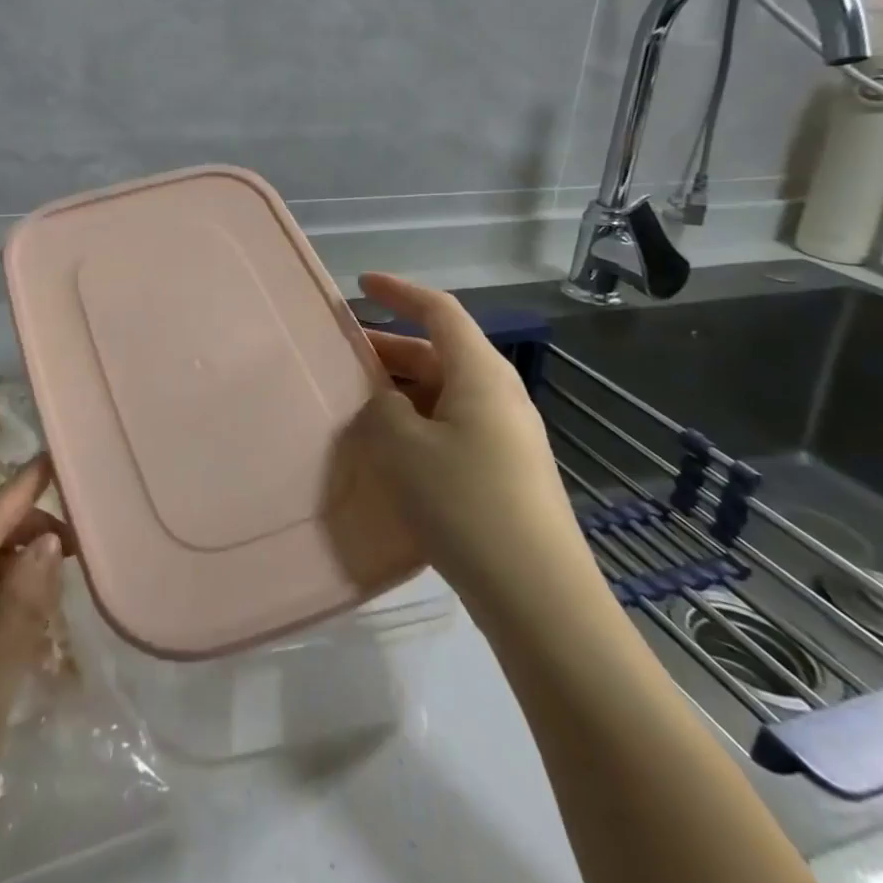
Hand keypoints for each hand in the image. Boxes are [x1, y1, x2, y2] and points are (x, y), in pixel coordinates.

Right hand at [354, 273, 596, 614]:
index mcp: (479, 373)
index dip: (399, 291)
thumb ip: (380, 409)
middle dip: (388, 349)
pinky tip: (391, 450)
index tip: (361, 284)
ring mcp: (506, 434)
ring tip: (356, 405)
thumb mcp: (402, 447)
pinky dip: (417, 421)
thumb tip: (384, 402)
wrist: (540, 597)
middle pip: (438, 352)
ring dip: (400, 390)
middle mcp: (498, 393)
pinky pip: (452, 424)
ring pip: (443, 392)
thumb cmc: (466, 504)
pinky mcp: (505, 470)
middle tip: (342, 358)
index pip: (438, 310)